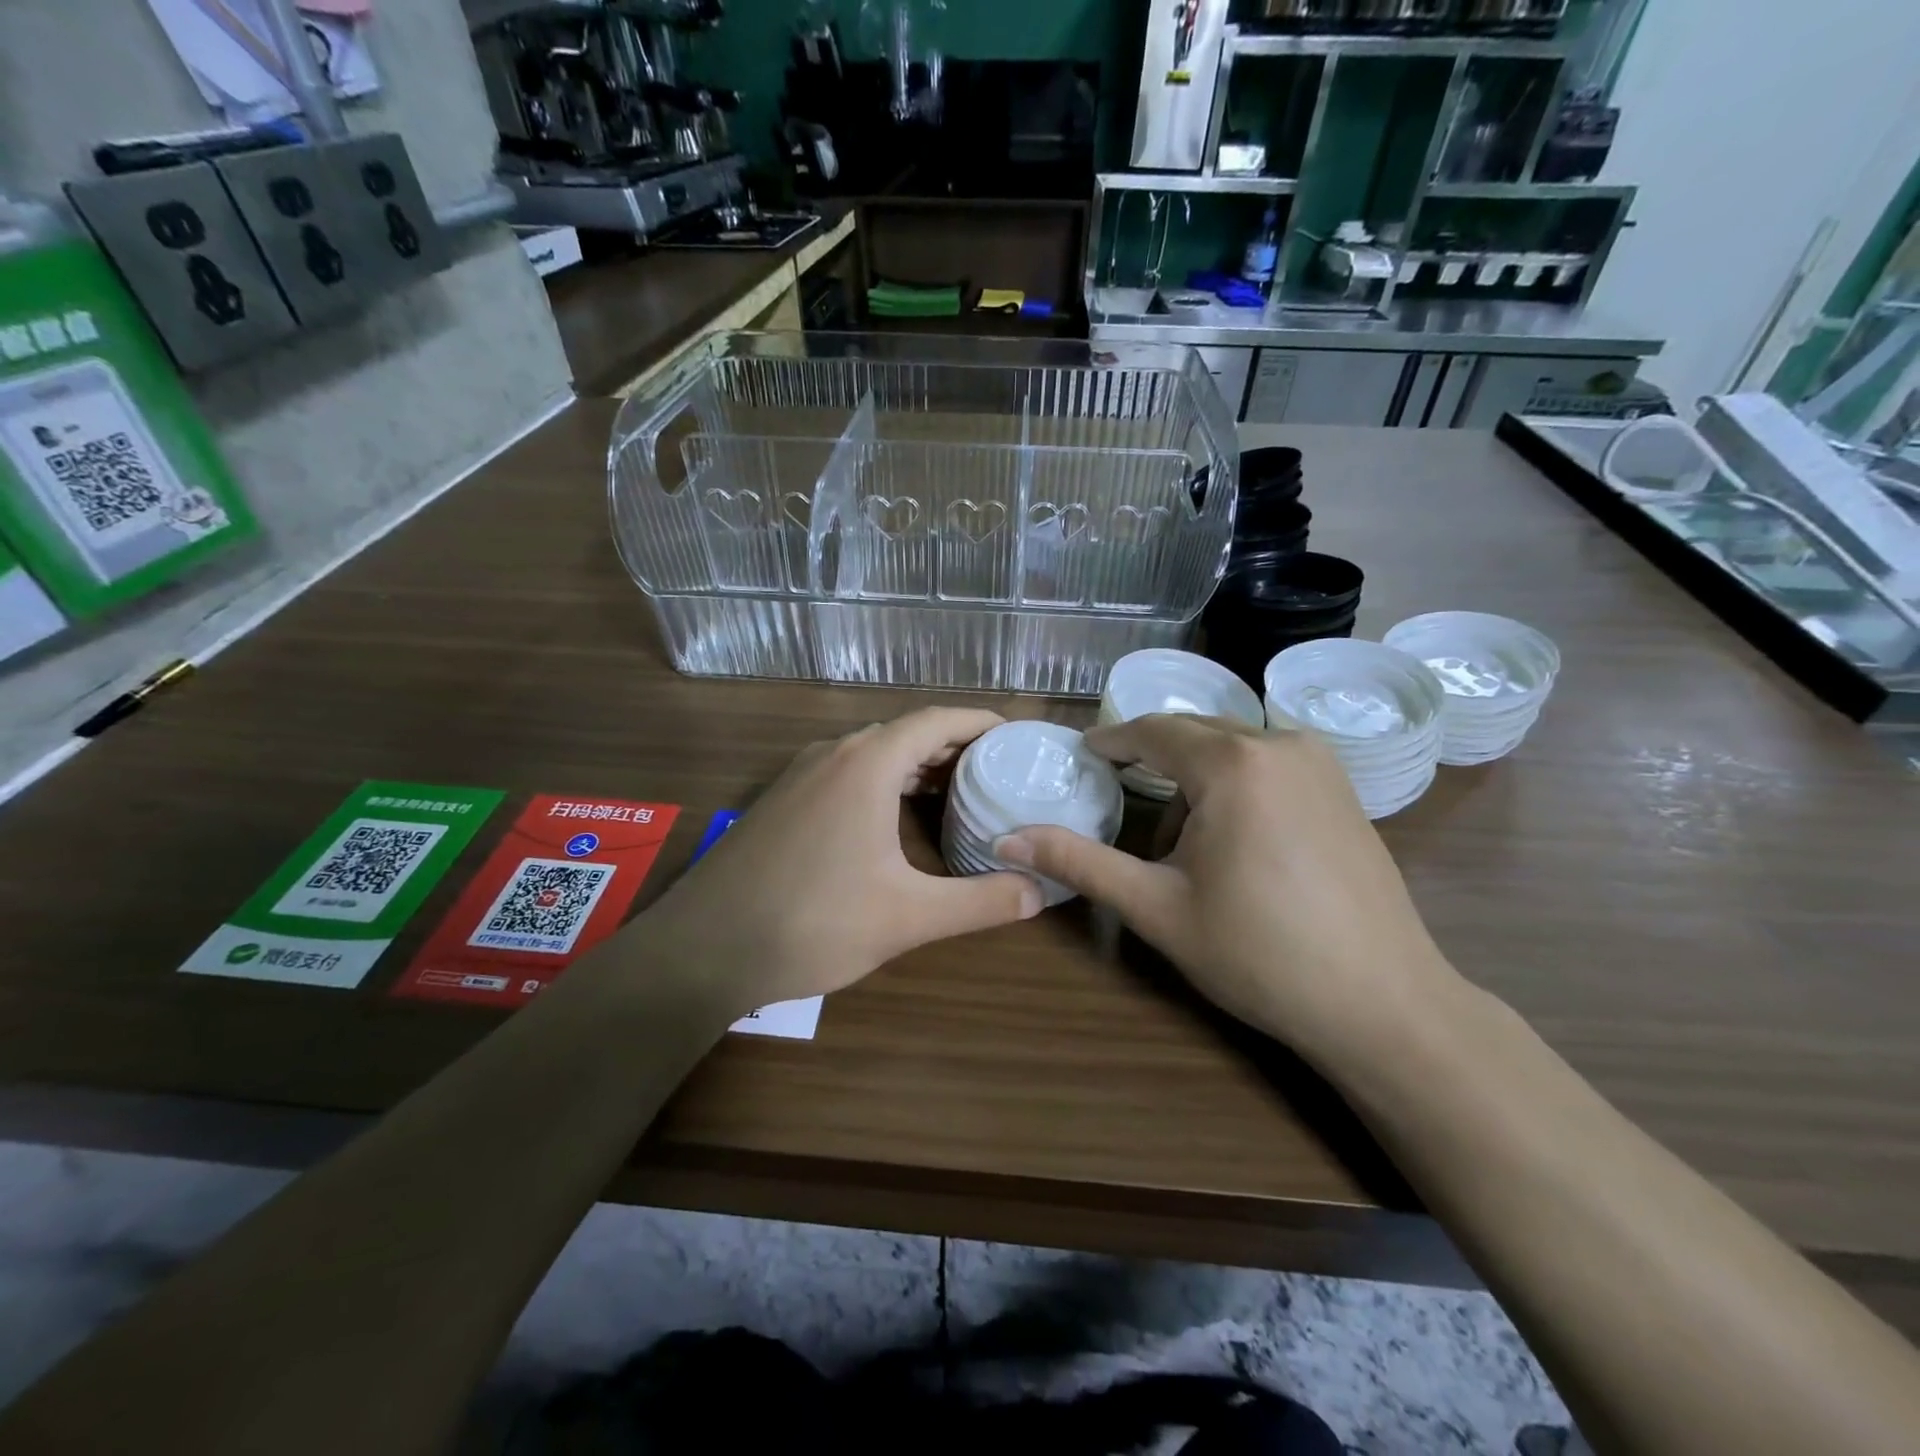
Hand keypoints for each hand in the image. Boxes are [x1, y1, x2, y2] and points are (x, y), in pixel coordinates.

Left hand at [644, 709, 1042, 1015]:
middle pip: (905, 733)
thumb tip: (1039, 892)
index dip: (980, 724)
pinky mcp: (780, 801)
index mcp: (867, 764)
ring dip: (915, 766)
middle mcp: (833, 755)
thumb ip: (979, 902)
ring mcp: (800, 775)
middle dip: (953, 747)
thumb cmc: (812, 922)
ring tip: (955, 794)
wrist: (702, 949)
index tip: (1016, 739)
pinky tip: (892, 820)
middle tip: (996, 774)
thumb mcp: (907, 916)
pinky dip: (882, 781)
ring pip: (872, 753)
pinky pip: (845, 773)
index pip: (936, 720)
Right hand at [995, 715, 1455, 1056]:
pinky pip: (1270, 762)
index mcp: (1232, 763)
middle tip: (1117, 796)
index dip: (1110, 740)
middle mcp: (1280, 744)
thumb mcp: (1155, 907)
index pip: (1152, 731)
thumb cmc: (1258, 953)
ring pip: (1233, 746)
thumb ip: (1077, 863)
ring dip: (1195, 776)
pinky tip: (1233, 839)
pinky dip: (1235, 782)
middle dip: (1150, 759)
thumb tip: (1005, 839)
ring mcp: (1321, 763)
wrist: (1382, 1003)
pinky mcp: (1345, 788)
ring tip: (1180, 842)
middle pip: (1193, 732)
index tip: (1081, 756)